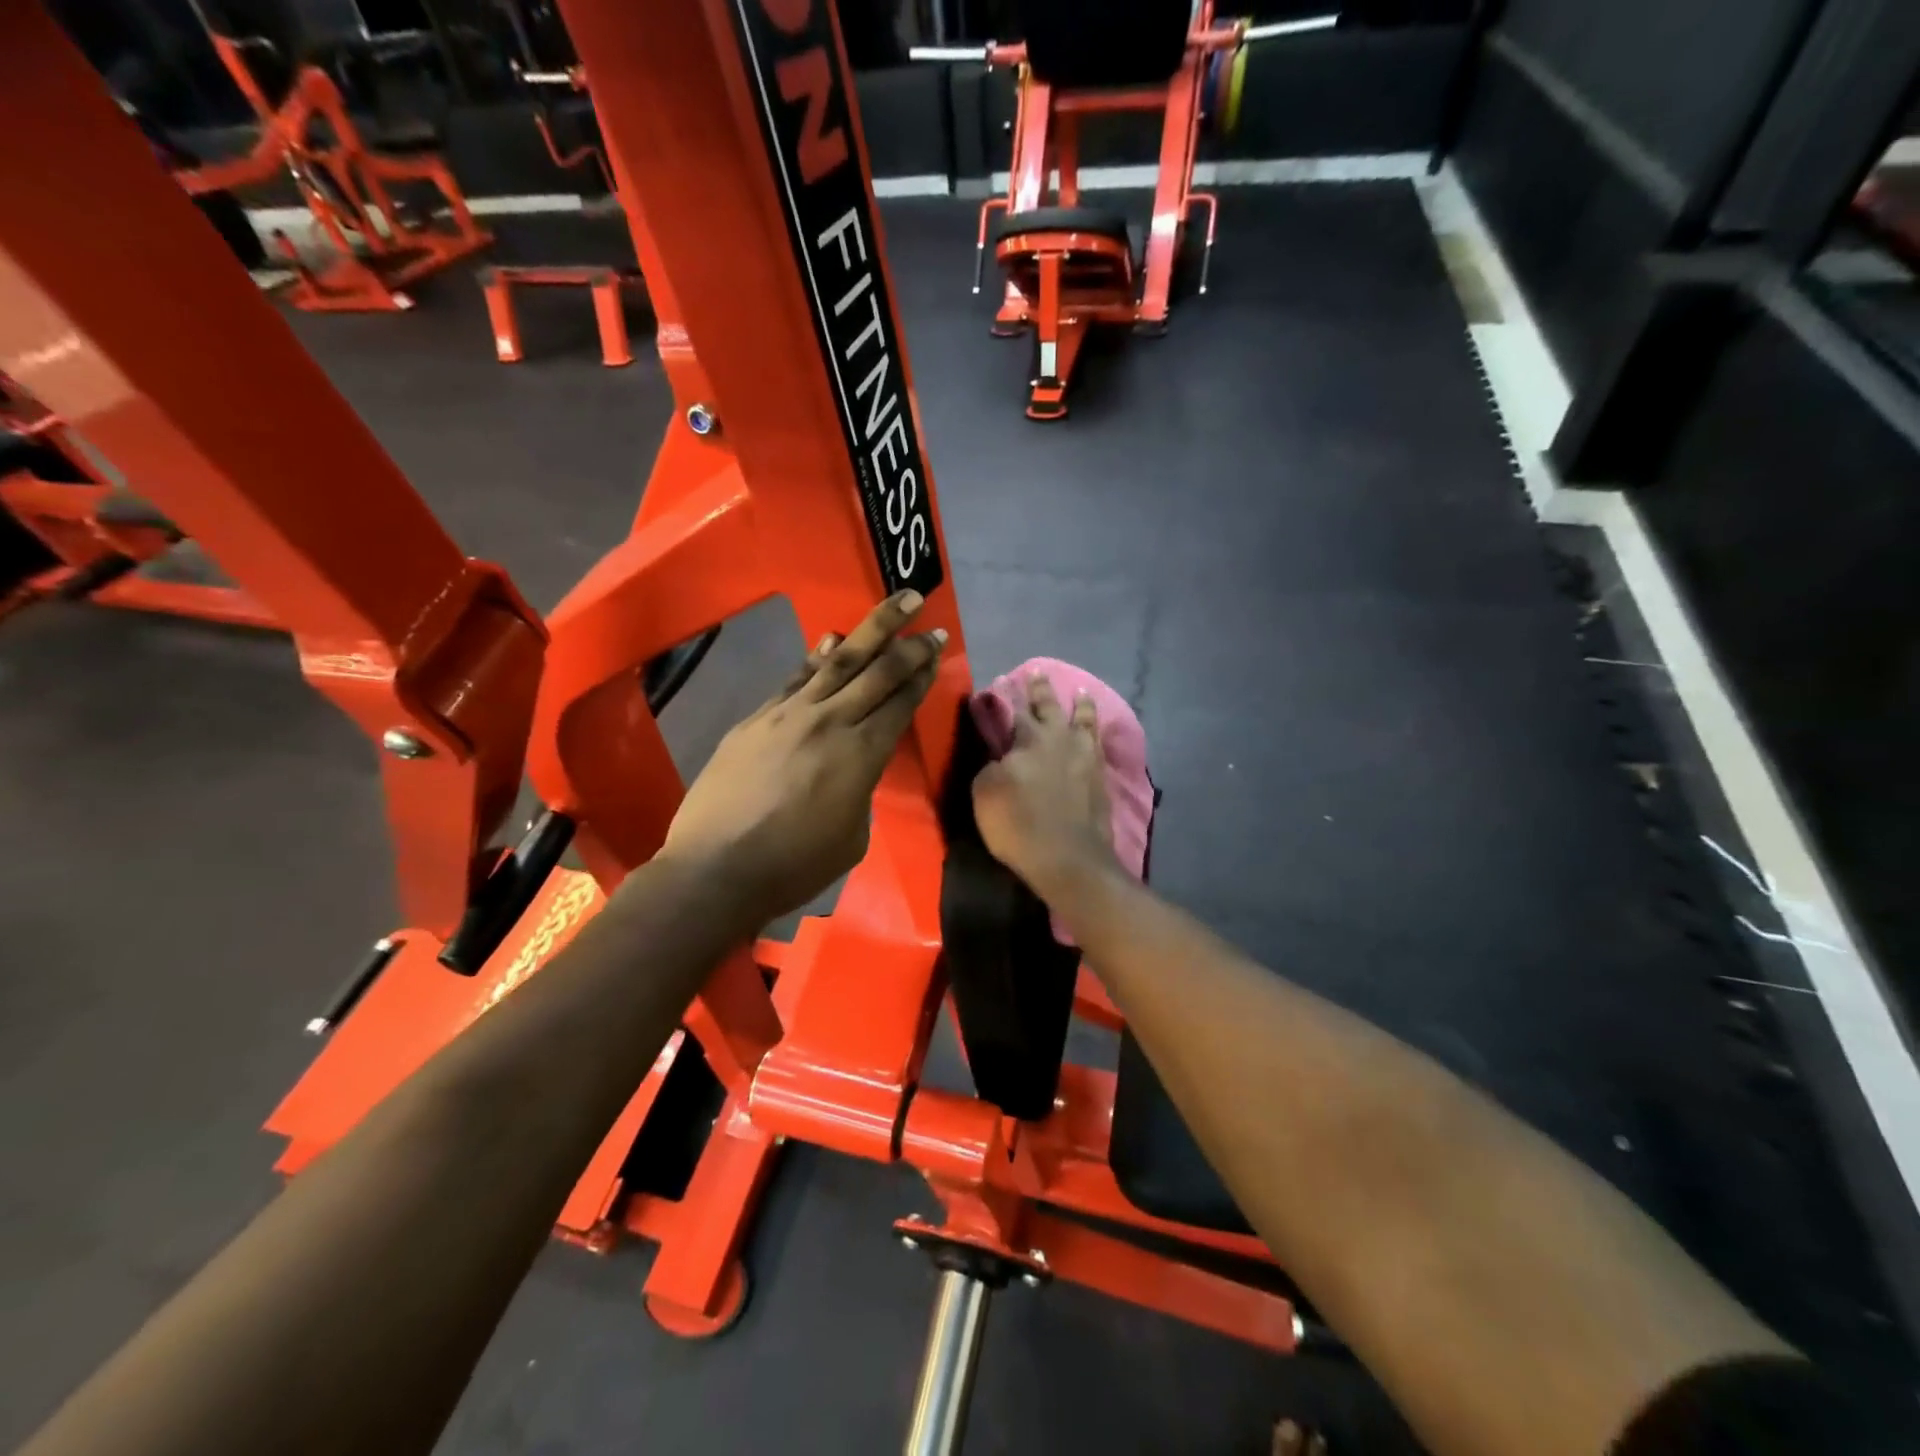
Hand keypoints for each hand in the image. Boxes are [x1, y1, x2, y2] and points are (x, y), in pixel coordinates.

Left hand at [658, 593, 945, 924]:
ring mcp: (789, 714)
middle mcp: (831, 722)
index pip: (900, 703)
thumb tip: (853, 769)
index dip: (921, 674)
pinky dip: (817, 657)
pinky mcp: (757, 718)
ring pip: (838, 661)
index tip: (935, 649)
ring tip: (894, 604)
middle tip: (926, 614)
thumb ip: (861, 792)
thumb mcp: (852, 837)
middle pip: (877, 672)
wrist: (716, 868)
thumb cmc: (794, 866)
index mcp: (862, 756)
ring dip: (870, 630)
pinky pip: (795, 678)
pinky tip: (830, 640)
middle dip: (907, 642)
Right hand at [971, 672, 1121, 904]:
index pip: (1012, 711)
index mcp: (1029, 739)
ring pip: (1084, 721)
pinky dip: (1096, 733)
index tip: (999, 680)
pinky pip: (1099, 745)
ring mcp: (1086, 758)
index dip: (1004, 696)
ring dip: (1081, 705)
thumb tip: (1000, 757)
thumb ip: (991, 766)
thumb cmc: (1018, 824)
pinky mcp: (1101, 779)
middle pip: (1050, 707)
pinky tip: (1096, 733)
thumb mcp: (985, 793)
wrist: (1069, 858)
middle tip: (1038, 671)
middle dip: (1041, 689)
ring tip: (1082, 692)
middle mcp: (1060, 740)